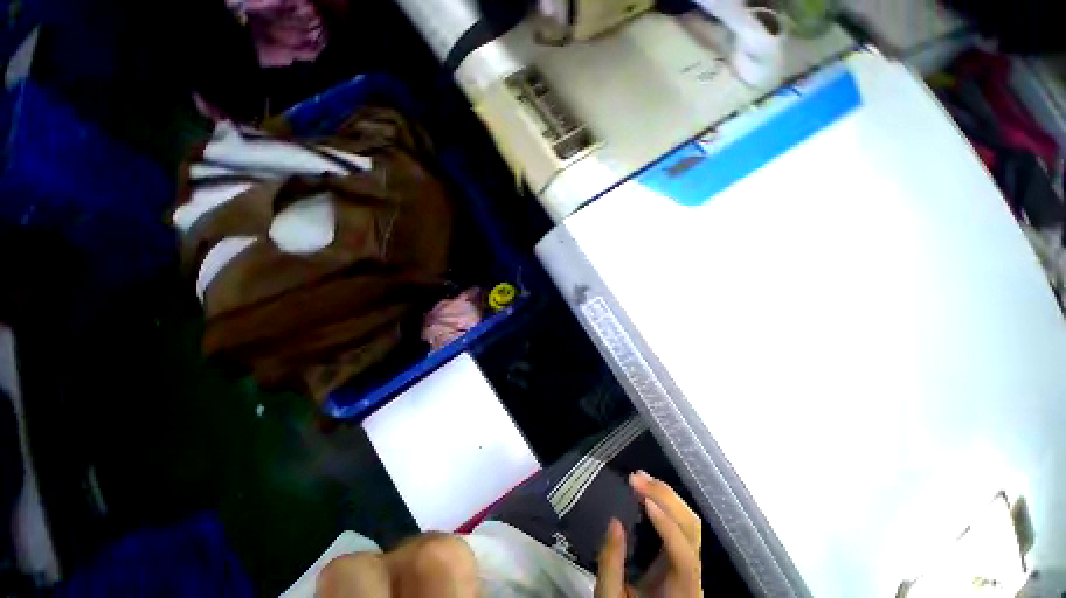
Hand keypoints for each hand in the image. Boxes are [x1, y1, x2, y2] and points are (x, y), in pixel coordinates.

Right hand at [594, 471, 701, 597]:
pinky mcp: (684, 553)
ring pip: (692, 523)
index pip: (684, 555)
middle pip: (693, 530)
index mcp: (681, 591)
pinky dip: (667, 502)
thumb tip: (614, 521)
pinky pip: (683, 523)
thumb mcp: (611, 597)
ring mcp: (693, 562)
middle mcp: (695, 575)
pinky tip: (648, 491)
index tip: (643, 499)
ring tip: (640, 478)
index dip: (667, 525)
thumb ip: (611, 563)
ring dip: (667, 496)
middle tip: (636, 478)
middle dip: (665, 498)